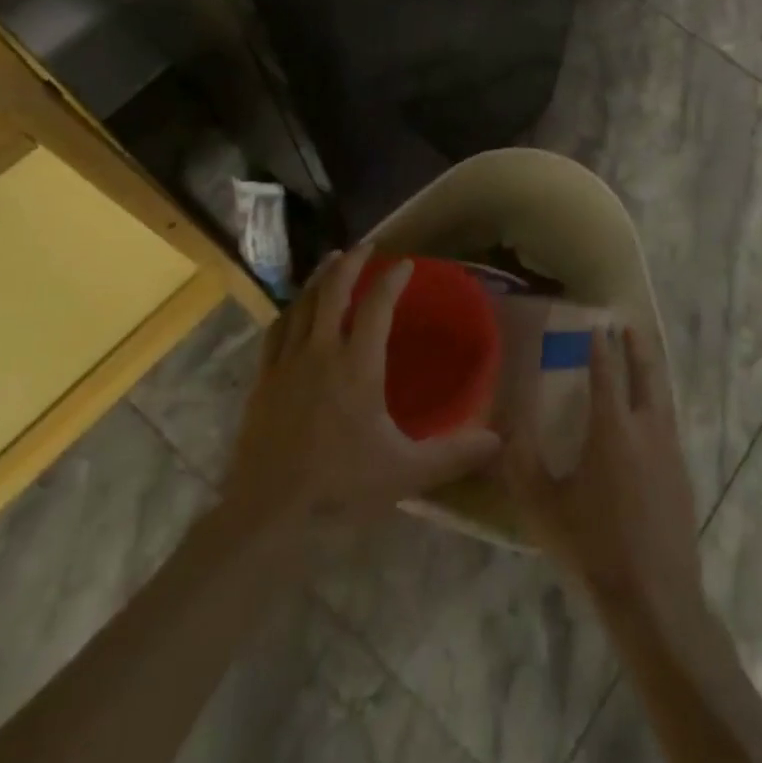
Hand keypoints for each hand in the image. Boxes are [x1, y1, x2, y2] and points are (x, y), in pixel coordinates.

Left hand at [221, 247, 500, 534]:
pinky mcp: (262, 382)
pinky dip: (290, 311)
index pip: (376, 306)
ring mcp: (286, 364)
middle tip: (365, 246)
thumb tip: (499, 442)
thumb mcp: (406, 472)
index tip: (406, 264)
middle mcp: (321, 352)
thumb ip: (453, 453)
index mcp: (357, 365)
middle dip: (351, 263)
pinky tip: (293, 310)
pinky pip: (276, 332)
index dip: (392, 280)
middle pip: (333, 291)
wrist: (268, 515)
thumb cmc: (341, 488)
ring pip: (302, 305)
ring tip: (330, 261)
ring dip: (319, 279)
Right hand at [504, 324, 709, 634]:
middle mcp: (646, 429)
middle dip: (636, 347)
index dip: (600, 347)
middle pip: (646, 374)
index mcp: (612, 429)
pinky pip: (668, 423)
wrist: (655, 599)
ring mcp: (670, 451)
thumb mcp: (543, 506)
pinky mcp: (682, 474)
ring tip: (641, 359)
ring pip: (662, 397)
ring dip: (651, 372)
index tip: (597, 324)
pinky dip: (658, 403)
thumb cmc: (594, 548)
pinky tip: (650, 416)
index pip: (606, 373)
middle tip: (628, 325)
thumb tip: (501, 425)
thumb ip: (520, 462)